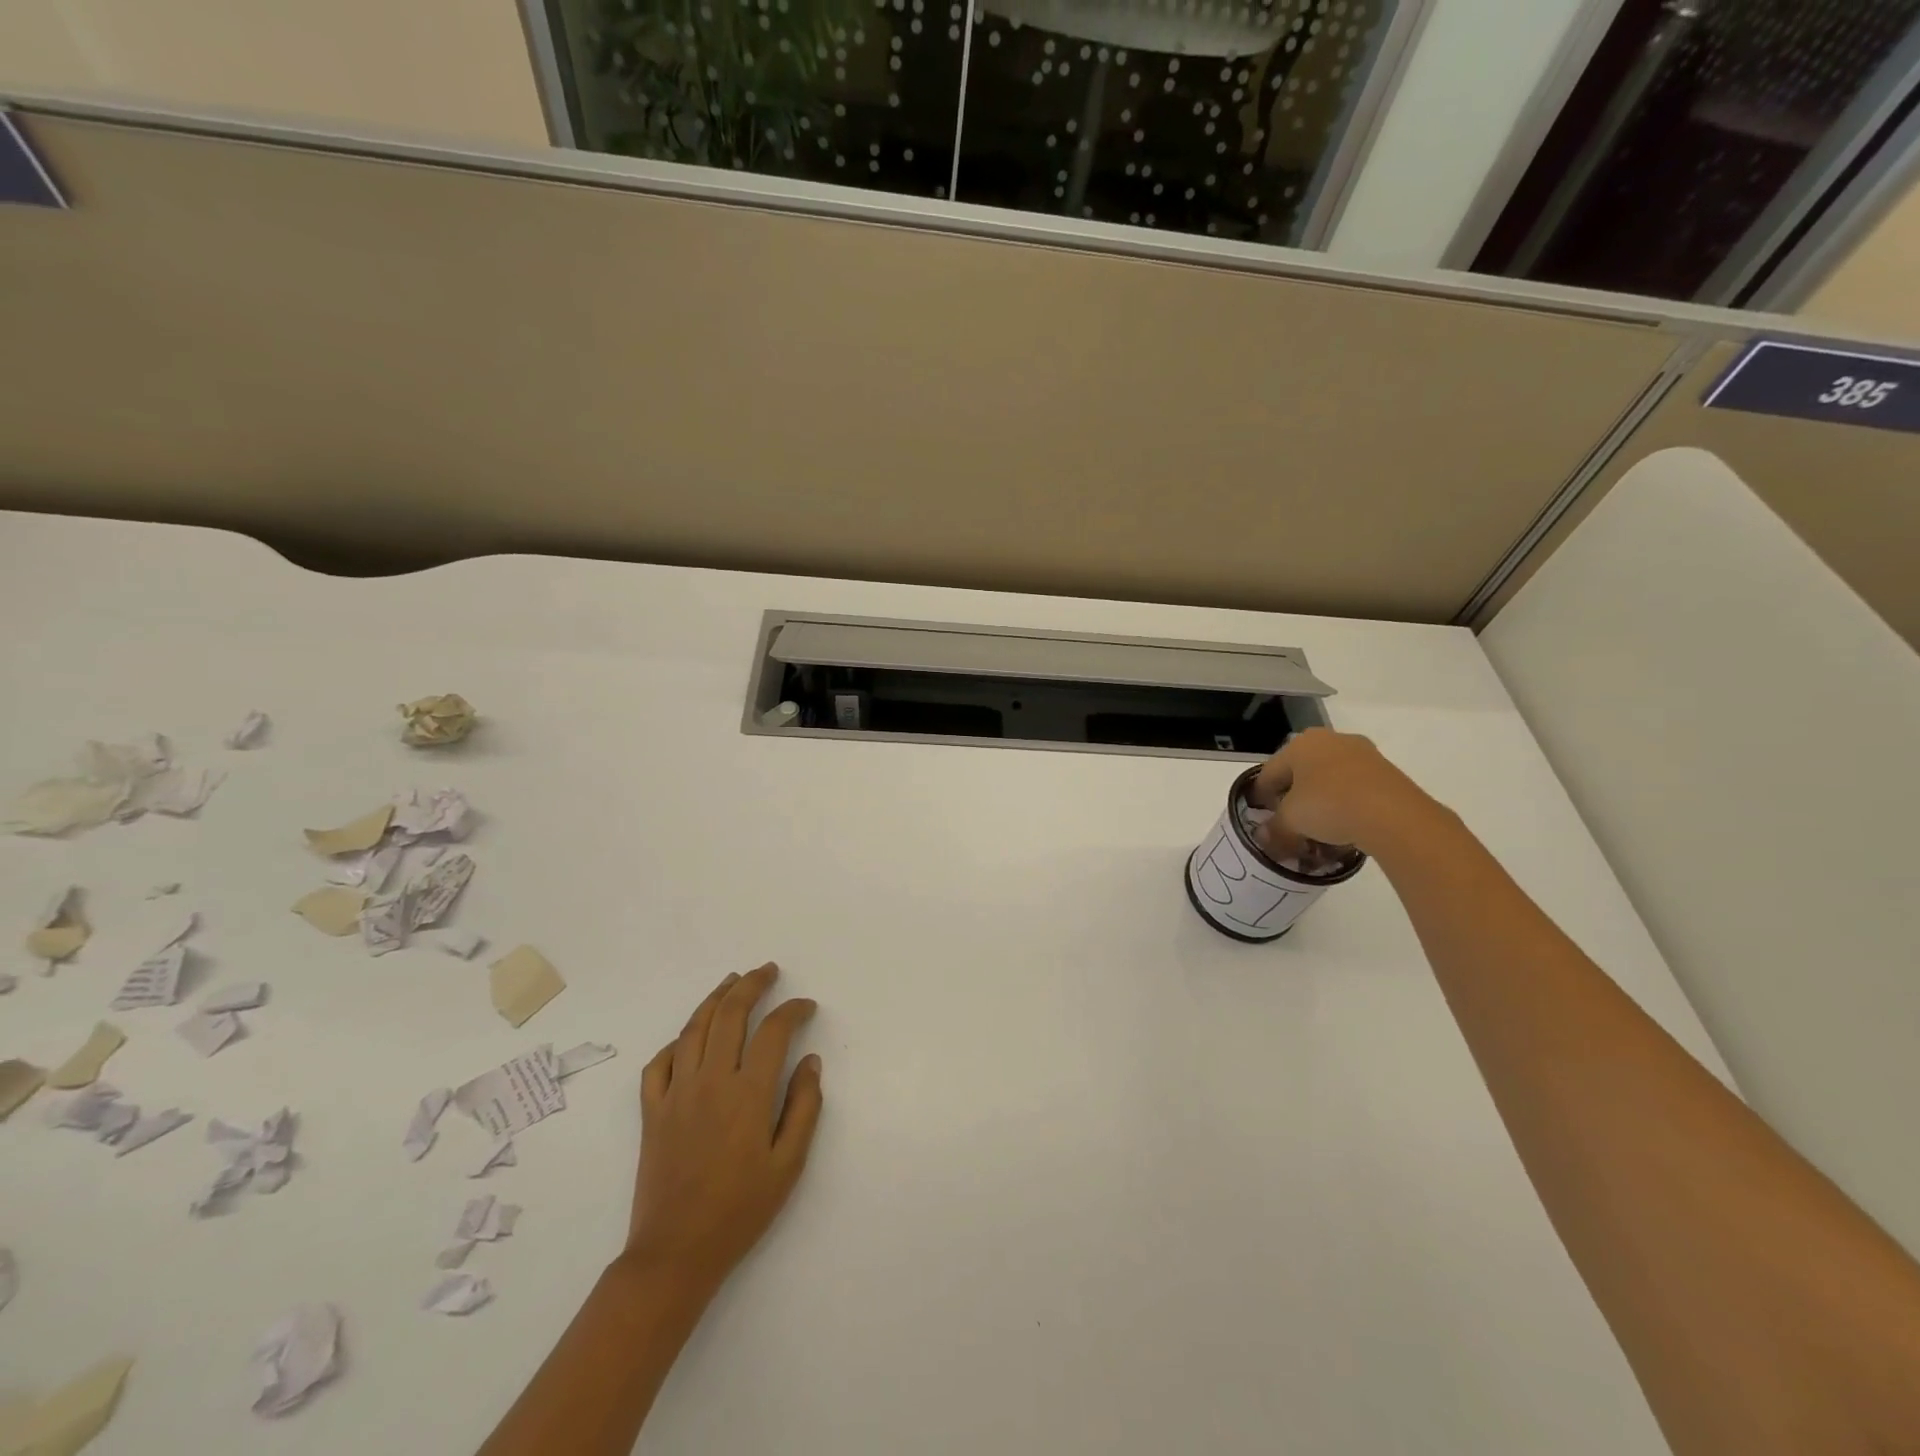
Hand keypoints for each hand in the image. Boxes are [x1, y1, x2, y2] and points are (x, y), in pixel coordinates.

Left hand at [626, 964, 823, 1293]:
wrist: (675, 1253)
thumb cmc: (740, 1210)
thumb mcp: (788, 1164)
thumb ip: (804, 1107)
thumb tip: (810, 1061)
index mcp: (747, 1093)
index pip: (774, 1031)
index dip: (793, 1010)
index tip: (806, 1006)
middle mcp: (710, 1081)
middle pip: (730, 1015)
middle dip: (751, 985)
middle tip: (768, 971)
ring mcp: (676, 1093)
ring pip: (693, 1028)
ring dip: (715, 998)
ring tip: (732, 981)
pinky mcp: (652, 1111)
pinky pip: (660, 1062)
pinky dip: (677, 1041)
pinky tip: (689, 1037)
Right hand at [1252, 728, 1445, 861]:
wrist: (1395, 815)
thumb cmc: (1329, 806)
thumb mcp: (1291, 822)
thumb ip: (1274, 829)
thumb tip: (1263, 838)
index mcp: (1300, 744)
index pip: (1269, 771)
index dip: (1261, 796)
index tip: (1262, 817)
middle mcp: (1330, 740)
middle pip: (1301, 772)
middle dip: (1293, 797)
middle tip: (1290, 822)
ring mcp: (1362, 753)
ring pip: (1329, 779)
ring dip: (1320, 801)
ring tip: (1319, 828)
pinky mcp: (1386, 771)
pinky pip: (1354, 787)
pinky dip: (1345, 804)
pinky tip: (1345, 826)